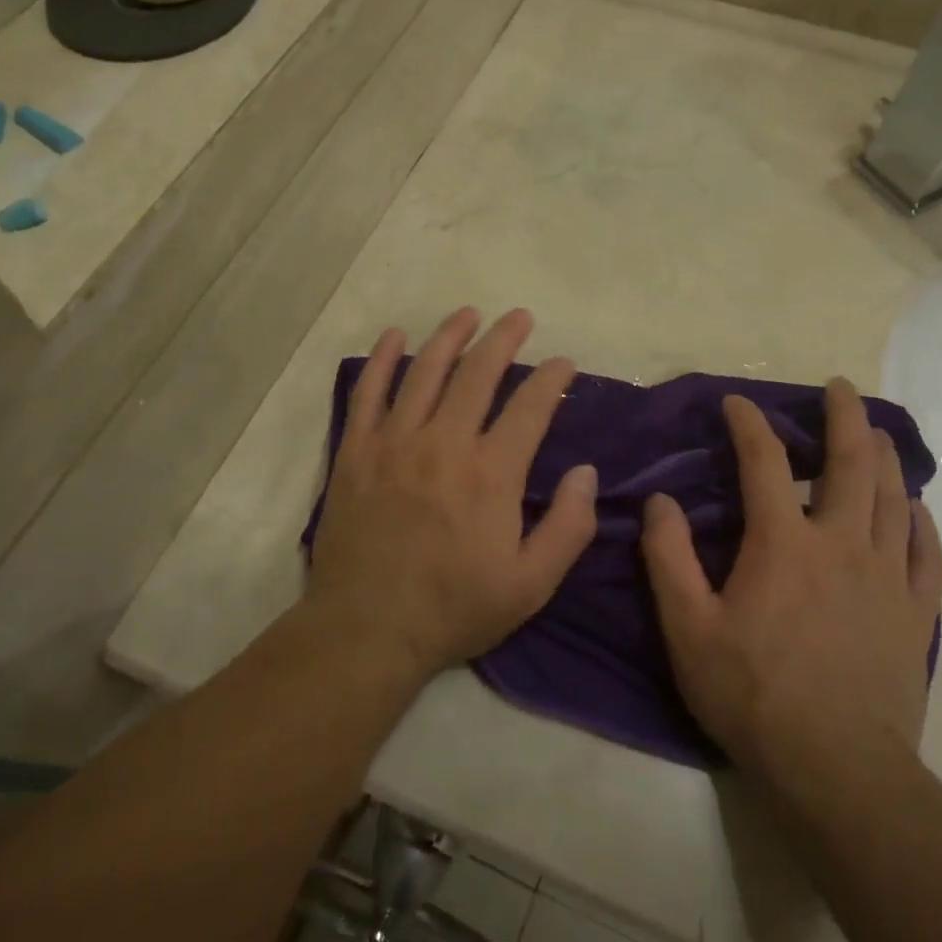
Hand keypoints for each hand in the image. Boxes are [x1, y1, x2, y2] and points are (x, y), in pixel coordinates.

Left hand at [307, 307, 599, 679]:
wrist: (368, 628)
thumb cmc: (455, 608)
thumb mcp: (531, 584)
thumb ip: (568, 527)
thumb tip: (585, 471)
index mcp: (491, 473)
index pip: (530, 407)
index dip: (552, 378)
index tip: (564, 362)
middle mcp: (444, 443)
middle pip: (478, 374)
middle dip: (504, 339)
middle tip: (519, 317)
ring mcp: (395, 442)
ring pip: (424, 371)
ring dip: (449, 336)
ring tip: (468, 314)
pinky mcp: (356, 452)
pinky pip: (367, 393)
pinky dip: (381, 360)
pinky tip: (394, 336)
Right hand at [640, 380, 941, 777]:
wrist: (838, 772)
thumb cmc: (752, 695)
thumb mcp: (687, 629)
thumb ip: (668, 558)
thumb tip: (659, 502)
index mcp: (783, 543)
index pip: (764, 461)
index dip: (749, 423)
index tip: (736, 401)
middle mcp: (841, 544)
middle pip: (851, 463)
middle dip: (844, 417)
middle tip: (840, 388)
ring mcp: (887, 577)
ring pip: (894, 498)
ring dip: (884, 457)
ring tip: (876, 433)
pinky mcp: (915, 614)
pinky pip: (928, 553)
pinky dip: (921, 521)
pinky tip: (915, 509)